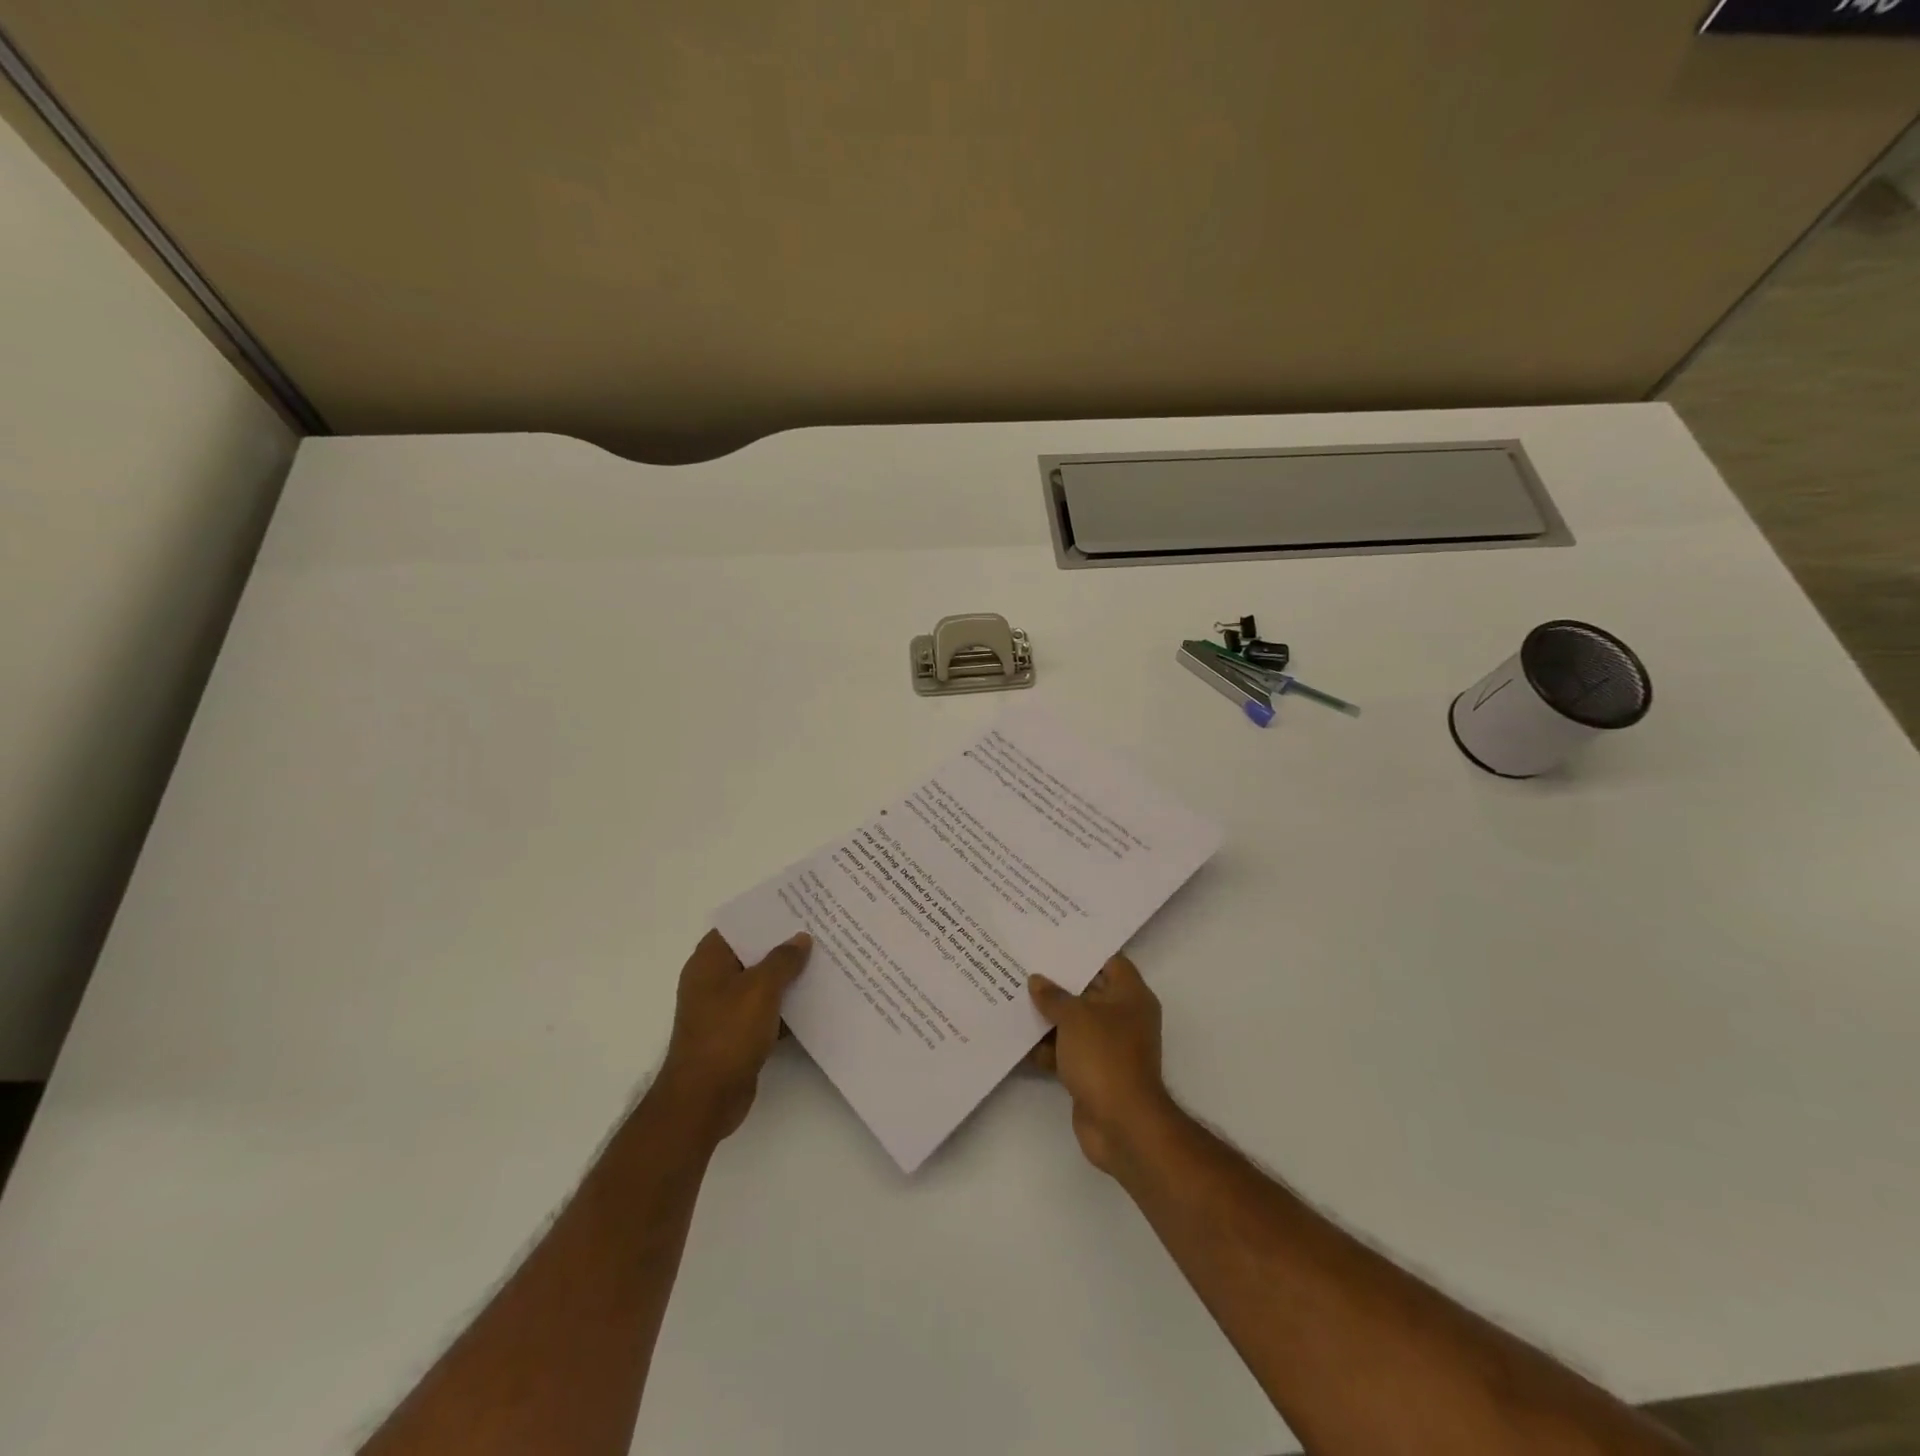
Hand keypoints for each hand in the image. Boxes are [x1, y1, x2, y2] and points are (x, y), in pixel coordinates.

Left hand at [656, 929, 811, 1141]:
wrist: (705, 1099)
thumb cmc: (727, 1034)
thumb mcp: (760, 989)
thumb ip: (783, 960)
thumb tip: (800, 938)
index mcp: (709, 962)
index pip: (738, 926)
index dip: (765, 915)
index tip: (798, 906)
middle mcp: (713, 981)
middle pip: (752, 954)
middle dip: (783, 946)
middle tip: (820, 932)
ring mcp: (724, 1010)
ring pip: (762, 984)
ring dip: (788, 978)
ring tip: (825, 962)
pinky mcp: (736, 1035)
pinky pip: (766, 1011)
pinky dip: (786, 1007)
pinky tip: (816, 1002)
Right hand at [1027, 954, 1177, 1174]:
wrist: (1122, 1124)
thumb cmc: (1105, 1057)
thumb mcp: (1076, 1017)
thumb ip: (1054, 996)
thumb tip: (1037, 981)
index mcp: (1130, 996)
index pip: (1108, 961)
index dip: (1082, 951)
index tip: (1051, 941)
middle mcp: (1123, 1017)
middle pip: (1088, 991)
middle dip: (1057, 983)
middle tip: (1024, 964)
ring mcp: (1109, 1047)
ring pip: (1074, 1023)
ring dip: (1048, 1016)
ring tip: (1012, 996)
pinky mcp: (1093, 1072)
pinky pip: (1067, 1051)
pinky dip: (1046, 1047)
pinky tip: (1017, 1038)